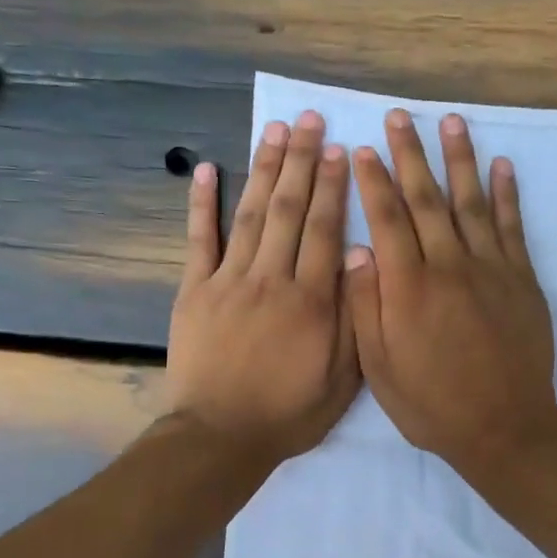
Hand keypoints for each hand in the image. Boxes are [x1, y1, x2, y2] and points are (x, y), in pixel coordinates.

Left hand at [166, 111, 359, 463]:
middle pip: (290, 210)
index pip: (326, 230)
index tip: (340, 150)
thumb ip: (354, 318)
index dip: (334, 187)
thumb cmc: (289, 412)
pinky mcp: (194, 291)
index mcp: (311, 300)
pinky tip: (207, 169)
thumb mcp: (342, 379)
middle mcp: (271, 279)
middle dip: (302, 161)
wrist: (220, 437)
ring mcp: (228, 281)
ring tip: (275, 130)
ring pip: (251, 214)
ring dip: (264, 169)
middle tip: (310, 121)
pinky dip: (202, 203)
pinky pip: (199, 240)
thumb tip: (362, 259)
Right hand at [345, 109, 556, 476]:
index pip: (387, 220)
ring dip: (459, 159)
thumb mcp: (380, 369)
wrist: (504, 428)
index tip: (362, 149)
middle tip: (400, 117)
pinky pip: (513, 227)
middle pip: (426, 199)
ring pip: (471, 202)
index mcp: (408, 287)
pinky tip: (502, 165)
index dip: (373, 181)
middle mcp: (449, 266)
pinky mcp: (522, 280)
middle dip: (410, 155)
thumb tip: (356, 252)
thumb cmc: (432, 404)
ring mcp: (491, 269)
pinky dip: (507, 194)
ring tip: (451, 122)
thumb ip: (366, 307)